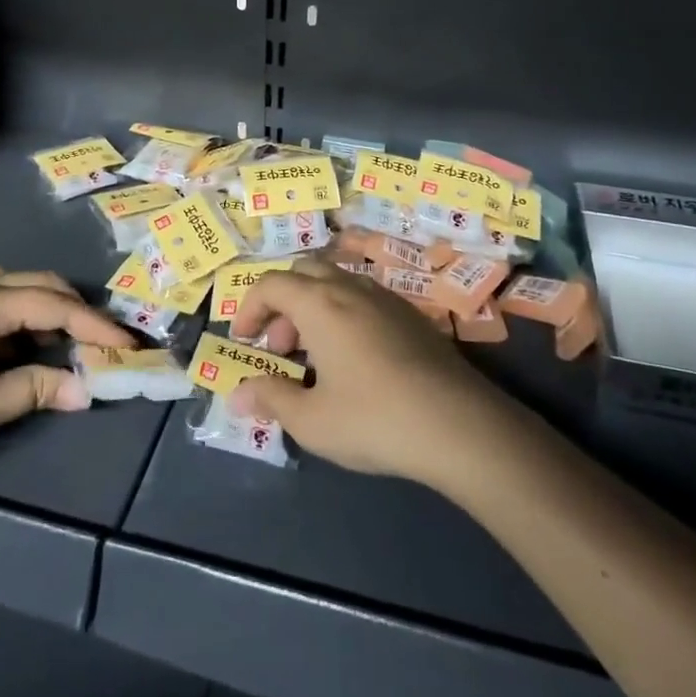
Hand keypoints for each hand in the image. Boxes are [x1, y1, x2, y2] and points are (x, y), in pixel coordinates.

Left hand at [0, 269, 129, 490]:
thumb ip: (36, 390)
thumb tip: (86, 389)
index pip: (56, 305)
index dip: (96, 325)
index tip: (128, 345)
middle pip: (40, 285)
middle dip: (75, 310)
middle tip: (102, 342)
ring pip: (17, 291)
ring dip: (48, 312)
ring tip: (69, 344)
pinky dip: (22, 321)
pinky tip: (25, 350)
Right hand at [228, 258, 521, 490]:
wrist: (458, 424)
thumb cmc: (373, 419)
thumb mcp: (311, 420)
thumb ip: (271, 398)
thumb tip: (237, 394)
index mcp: (320, 303)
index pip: (271, 284)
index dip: (249, 308)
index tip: (243, 342)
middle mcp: (350, 288)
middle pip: (304, 272)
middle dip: (282, 304)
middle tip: (281, 349)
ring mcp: (385, 298)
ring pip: (336, 282)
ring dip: (313, 308)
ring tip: (315, 358)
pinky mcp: (410, 315)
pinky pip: (363, 298)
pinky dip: (342, 315)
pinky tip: (353, 360)